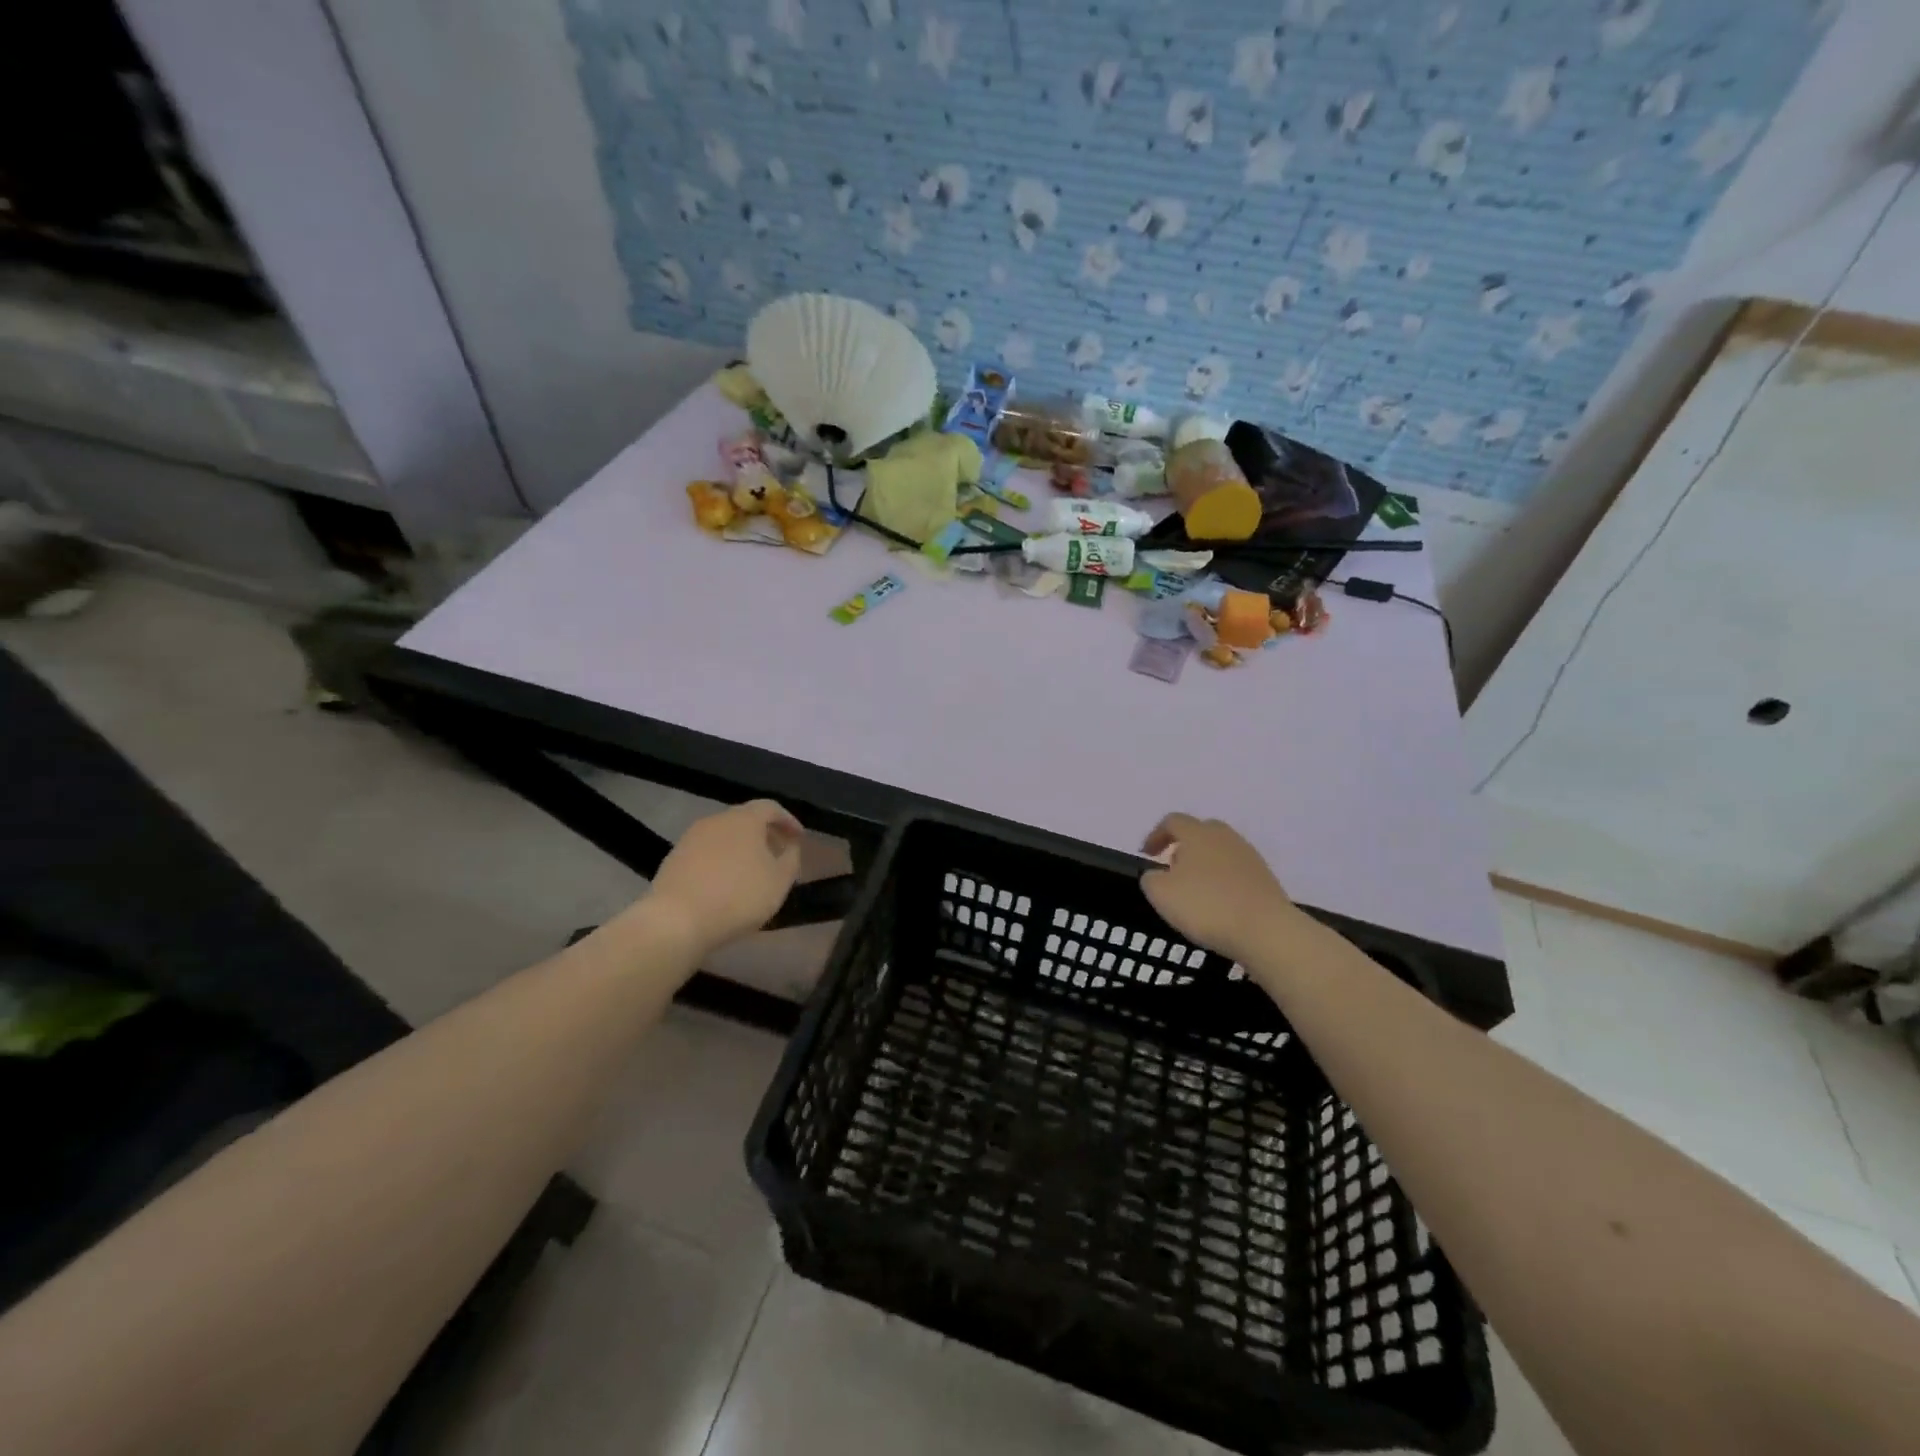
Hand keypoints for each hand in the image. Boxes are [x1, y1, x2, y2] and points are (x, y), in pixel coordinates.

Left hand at [646, 800, 803, 957]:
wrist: (676, 920)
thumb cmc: (738, 896)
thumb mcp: (779, 881)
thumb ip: (791, 858)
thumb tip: (790, 846)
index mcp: (745, 819)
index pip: (771, 807)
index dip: (788, 821)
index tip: (799, 838)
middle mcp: (716, 820)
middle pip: (746, 819)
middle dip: (765, 834)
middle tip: (778, 854)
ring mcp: (691, 838)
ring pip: (724, 835)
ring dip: (742, 848)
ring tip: (753, 871)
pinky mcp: (674, 858)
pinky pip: (707, 852)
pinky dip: (722, 860)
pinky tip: (726, 883)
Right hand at [1140, 814, 1305, 966]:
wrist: (1265, 930)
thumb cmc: (1206, 906)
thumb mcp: (1161, 894)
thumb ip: (1150, 879)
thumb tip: (1156, 874)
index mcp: (1197, 833)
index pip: (1172, 821)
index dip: (1156, 835)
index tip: (1146, 855)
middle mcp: (1224, 836)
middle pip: (1200, 831)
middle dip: (1183, 846)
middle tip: (1172, 868)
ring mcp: (1249, 855)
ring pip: (1220, 850)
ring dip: (1204, 863)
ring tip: (1195, 889)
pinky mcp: (1265, 877)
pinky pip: (1236, 870)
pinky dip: (1223, 880)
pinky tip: (1219, 902)